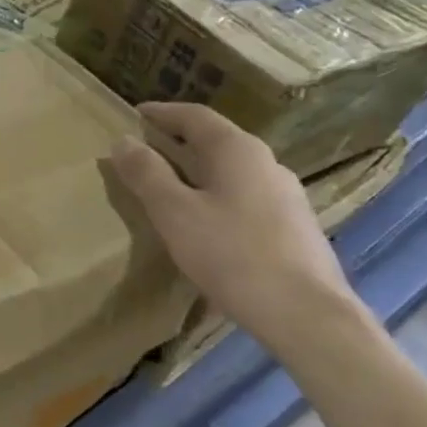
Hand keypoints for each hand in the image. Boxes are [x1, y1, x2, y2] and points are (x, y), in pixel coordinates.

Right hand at [108, 102, 363, 352]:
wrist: (304, 313)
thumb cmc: (231, 254)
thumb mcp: (174, 213)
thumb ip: (147, 174)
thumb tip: (122, 141)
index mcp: (237, 151)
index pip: (195, 116)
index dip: (162, 113)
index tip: (135, 113)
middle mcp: (266, 163)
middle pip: (216, 140)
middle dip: (179, 140)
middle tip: (147, 146)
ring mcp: (285, 195)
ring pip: (231, 170)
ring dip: (198, 170)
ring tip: (170, 184)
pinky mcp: (292, 226)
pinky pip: (244, 196)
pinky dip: (216, 194)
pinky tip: (204, 220)